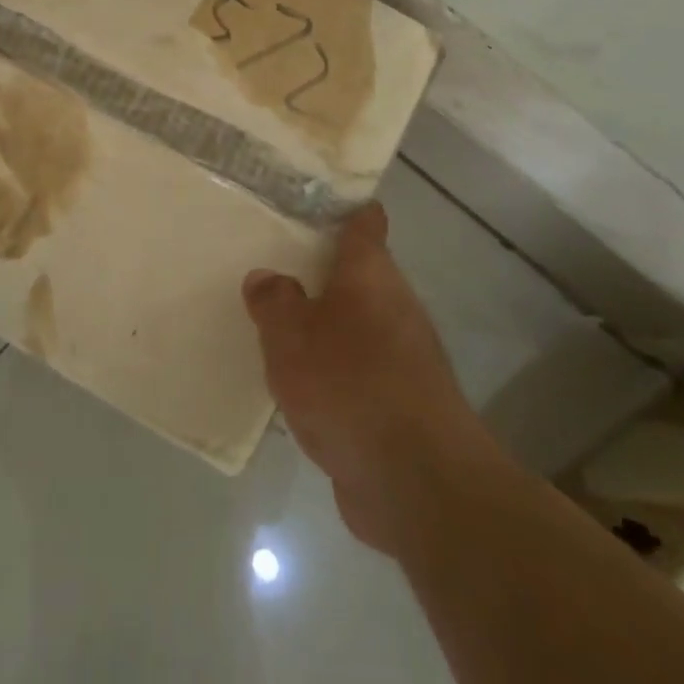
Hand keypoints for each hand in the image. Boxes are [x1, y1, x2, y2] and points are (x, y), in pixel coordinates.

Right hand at [244, 205, 503, 555]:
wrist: (416, 483)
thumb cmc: (350, 386)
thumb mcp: (291, 335)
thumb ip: (274, 301)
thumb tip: (266, 277)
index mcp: (371, 275)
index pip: (364, 223)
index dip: (342, 207)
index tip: (309, 199)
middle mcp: (393, 307)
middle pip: (357, 274)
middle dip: (318, 268)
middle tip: (269, 260)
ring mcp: (401, 357)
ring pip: (355, 323)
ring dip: (322, 322)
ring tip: (272, 318)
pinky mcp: (398, 403)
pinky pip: (355, 369)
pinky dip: (329, 369)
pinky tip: (296, 381)